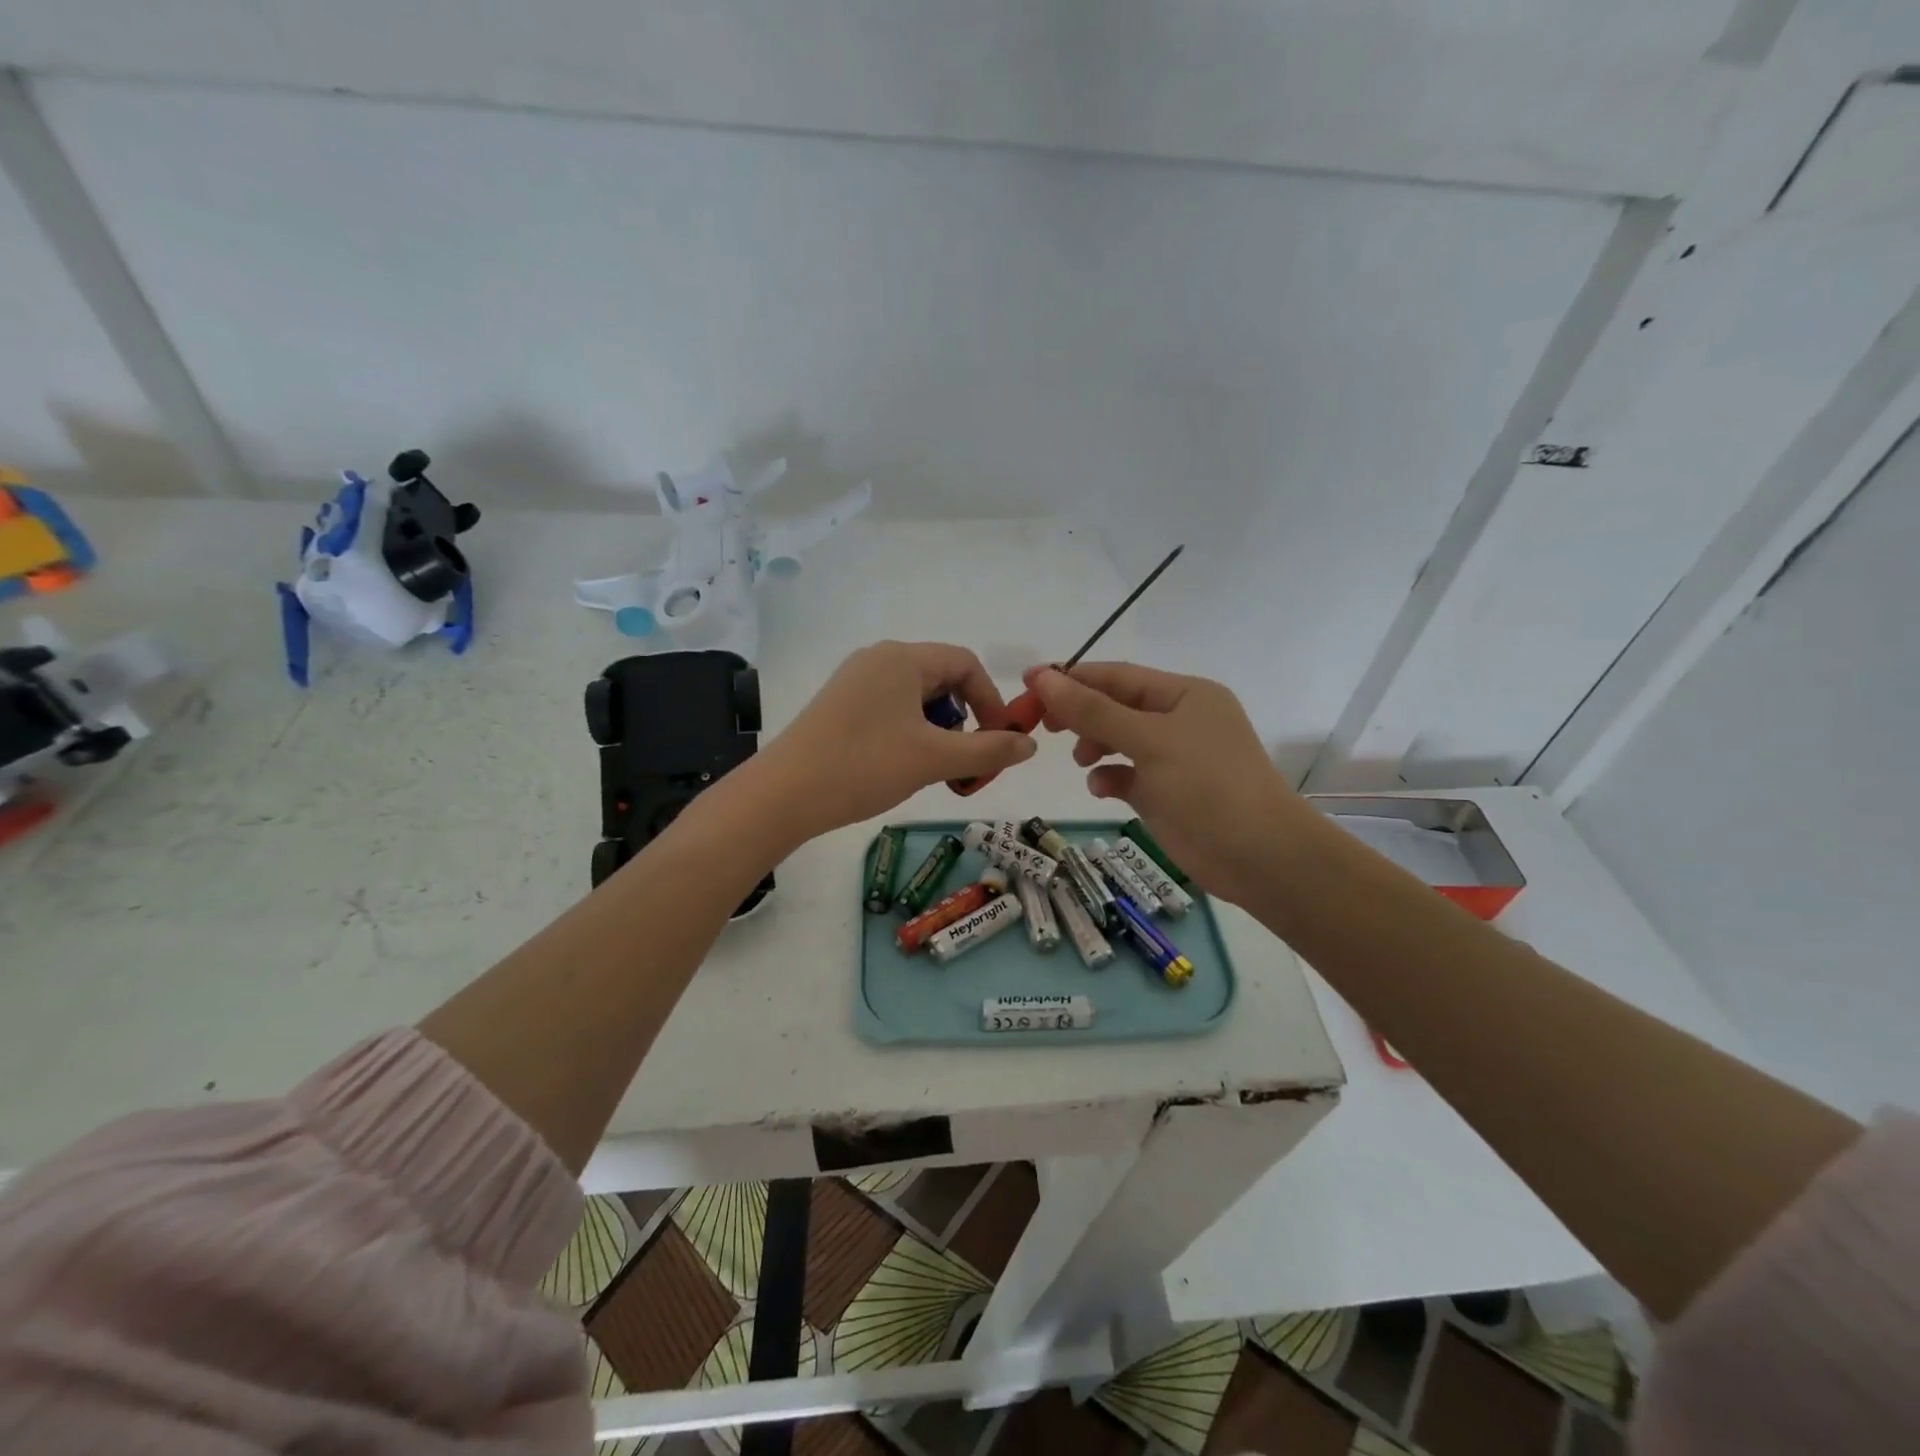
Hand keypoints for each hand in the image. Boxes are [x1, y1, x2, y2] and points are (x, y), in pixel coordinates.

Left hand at [752, 641, 1036, 839]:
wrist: (783, 795)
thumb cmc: (864, 766)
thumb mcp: (934, 759)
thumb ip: (988, 750)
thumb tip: (1030, 745)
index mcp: (902, 658)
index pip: (966, 663)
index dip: (991, 700)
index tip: (999, 740)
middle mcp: (878, 659)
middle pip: (941, 679)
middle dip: (964, 719)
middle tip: (967, 761)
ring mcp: (855, 681)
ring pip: (916, 698)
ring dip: (939, 731)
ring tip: (937, 769)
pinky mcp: (840, 705)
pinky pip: (891, 710)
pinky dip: (912, 734)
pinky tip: (904, 766)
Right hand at [1025, 661, 1310, 905]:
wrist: (1259, 856)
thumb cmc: (1207, 785)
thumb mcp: (1148, 740)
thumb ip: (1093, 710)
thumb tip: (1043, 678)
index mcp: (1184, 694)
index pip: (1118, 676)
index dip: (1072, 678)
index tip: (1028, 683)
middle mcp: (1179, 720)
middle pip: (1116, 706)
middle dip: (1080, 714)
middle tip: (1041, 724)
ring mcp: (1174, 758)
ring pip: (1119, 740)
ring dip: (1094, 745)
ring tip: (1080, 759)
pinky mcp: (1167, 793)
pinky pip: (1127, 775)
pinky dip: (1109, 777)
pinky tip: (1102, 788)